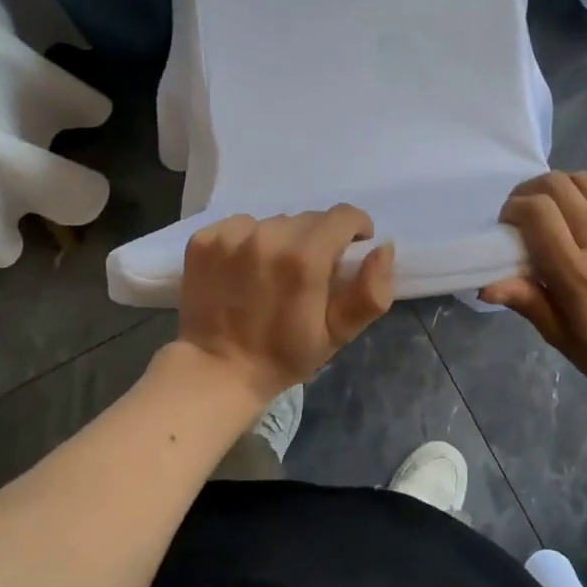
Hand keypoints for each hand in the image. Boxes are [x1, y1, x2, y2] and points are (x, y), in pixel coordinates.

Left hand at [176, 204, 395, 405]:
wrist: (217, 370)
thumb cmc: (284, 354)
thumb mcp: (338, 333)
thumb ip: (370, 291)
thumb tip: (382, 247)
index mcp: (305, 257)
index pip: (343, 216)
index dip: (354, 229)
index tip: (349, 250)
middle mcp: (268, 236)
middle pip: (308, 219)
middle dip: (317, 240)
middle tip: (307, 273)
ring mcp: (231, 235)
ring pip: (274, 222)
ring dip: (281, 240)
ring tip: (271, 273)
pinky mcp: (204, 239)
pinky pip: (240, 226)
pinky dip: (247, 242)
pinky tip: (242, 271)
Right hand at [481, 172, 586, 411]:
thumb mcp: (563, 338)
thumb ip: (527, 302)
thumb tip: (486, 285)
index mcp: (575, 271)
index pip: (536, 211)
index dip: (515, 207)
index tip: (509, 224)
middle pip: (557, 185)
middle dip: (532, 191)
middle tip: (528, 211)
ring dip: (564, 188)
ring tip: (561, 208)